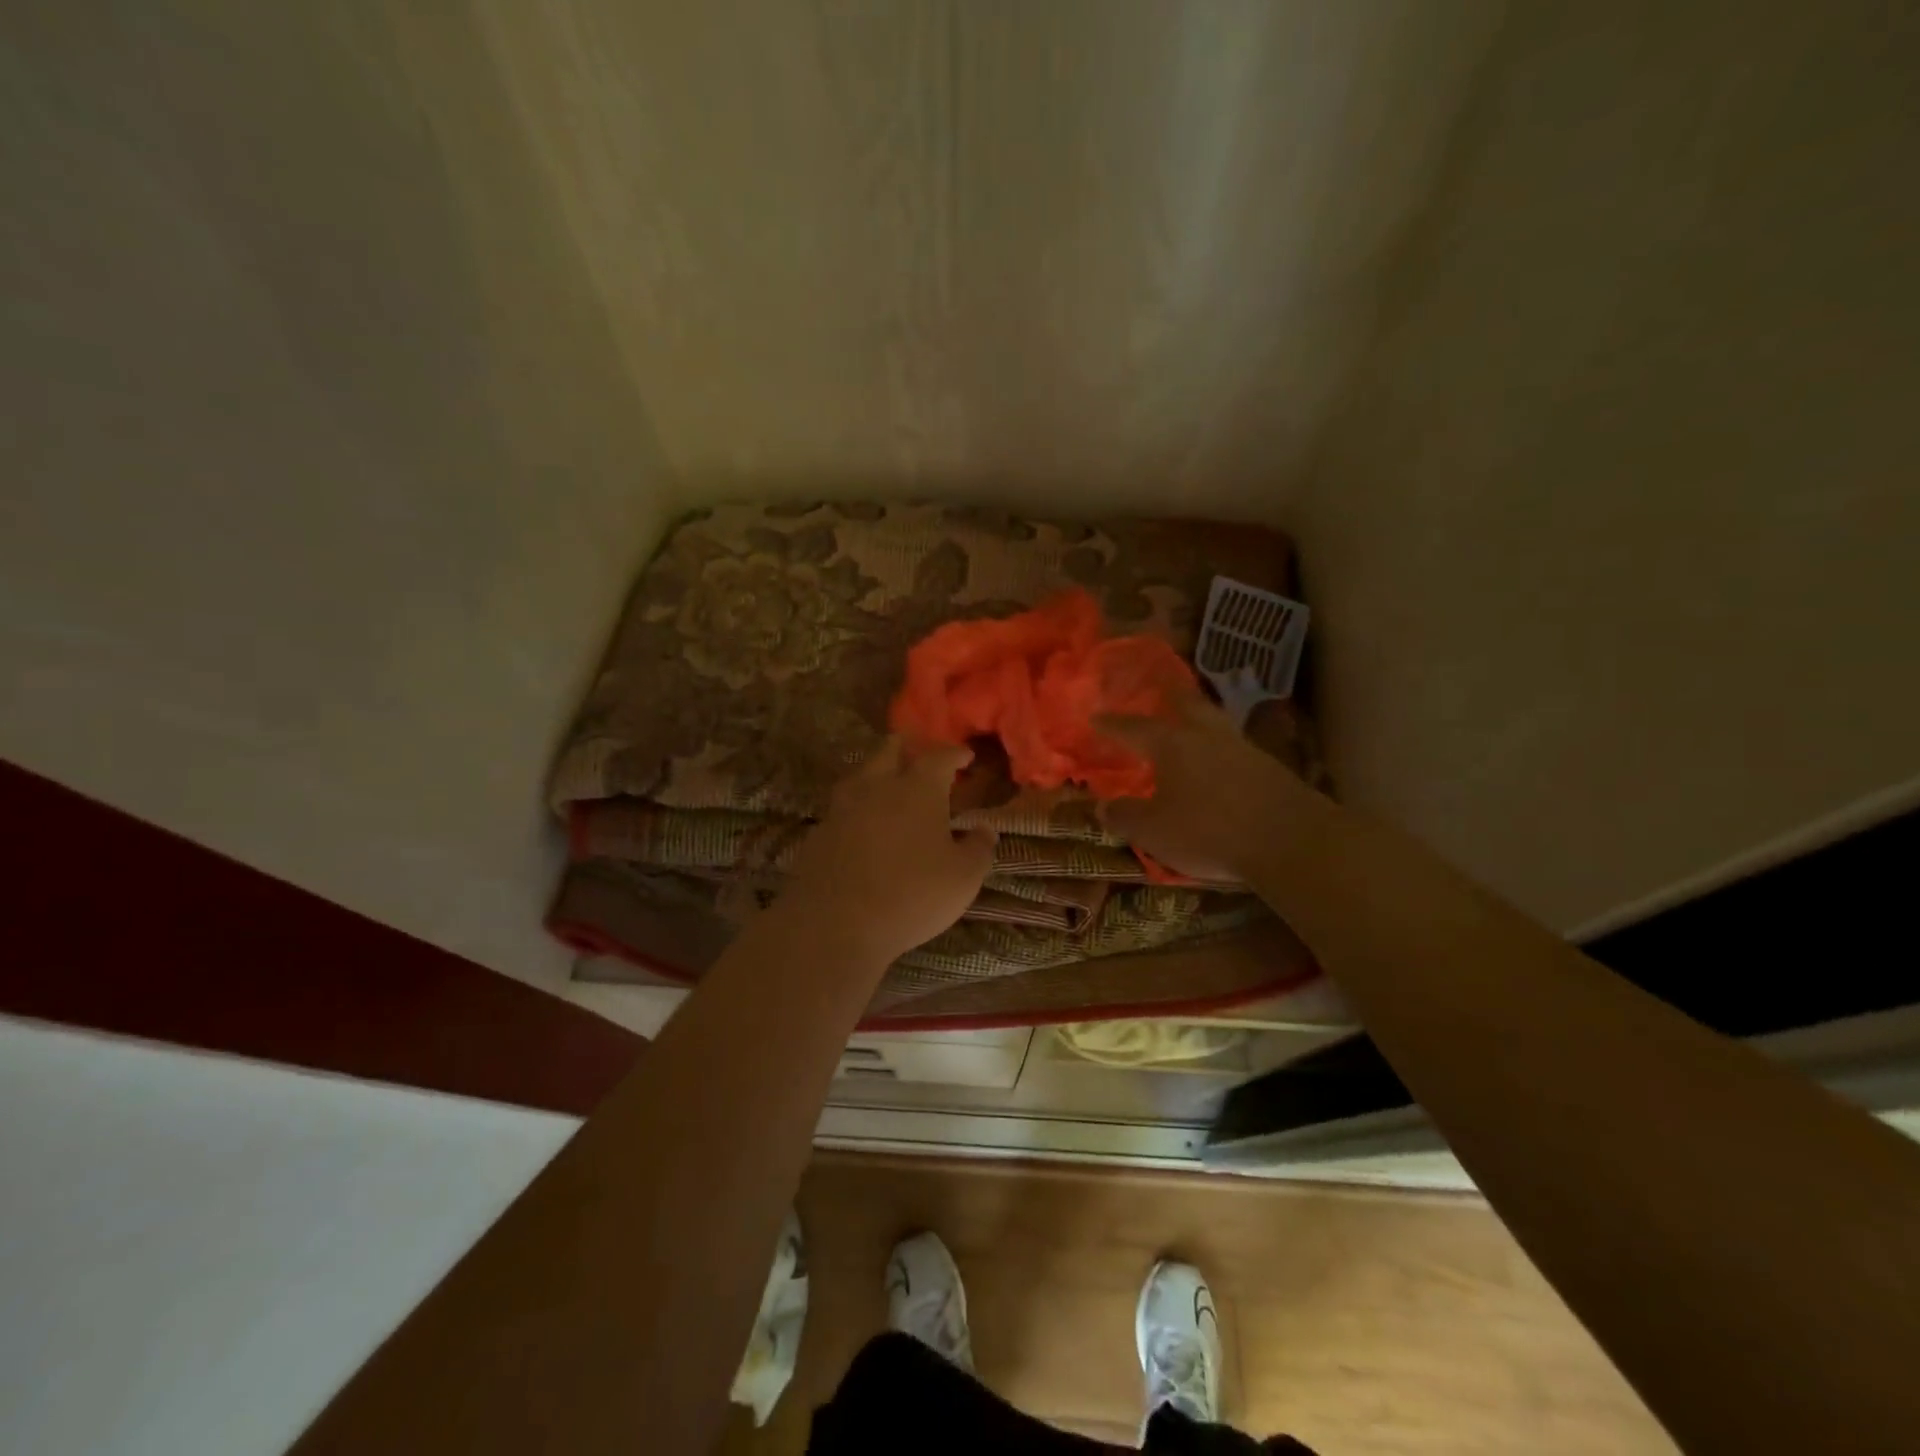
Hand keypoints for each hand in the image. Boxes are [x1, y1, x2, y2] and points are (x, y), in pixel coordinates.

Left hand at [782, 737, 995, 964]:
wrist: (834, 923)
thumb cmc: (912, 894)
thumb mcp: (963, 878)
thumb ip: (979, 849)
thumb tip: (985, 830)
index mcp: (918, 789)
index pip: (939, 757)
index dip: (954, 753)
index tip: (965, 755)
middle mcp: (877, 787)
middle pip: (889, 752)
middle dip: (907, 748)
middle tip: (918, 754)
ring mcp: (842, 808)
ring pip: (860, 776)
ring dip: (876, 774)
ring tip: (887, 786)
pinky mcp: (819, 833)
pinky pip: (841, 809)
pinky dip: (855, 809)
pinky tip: (860, 826)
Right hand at [1095, 696, 1312, 881]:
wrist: (1291, 840)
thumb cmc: (1209, 831)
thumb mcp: (1153, 831)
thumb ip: (1124, 816)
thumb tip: (1102, 805)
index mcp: (1171, 743)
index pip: (1133, 728)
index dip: (1112, 725)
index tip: (1095, 718)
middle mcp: (1206, 735)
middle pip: (1185, 704)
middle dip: (1168, 697)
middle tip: (1158, 691)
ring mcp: (1242, 747)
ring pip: (1214, 721)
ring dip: (1198, 718)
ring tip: (1189, 722)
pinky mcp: (1269, 767)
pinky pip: (1234, 747)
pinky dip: (1219, 747)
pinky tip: (1218, 760)